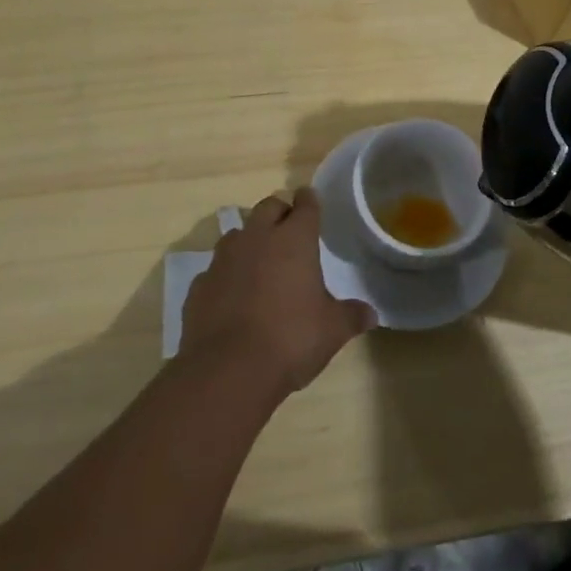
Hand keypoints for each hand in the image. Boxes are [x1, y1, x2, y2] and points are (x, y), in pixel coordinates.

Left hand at [179, 188, 374, 397]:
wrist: (228, 370)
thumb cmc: (290, 339)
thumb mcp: (332, 330)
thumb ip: (351, 316)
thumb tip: (370, 314)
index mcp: (294, 239)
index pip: (305, 205)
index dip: (309, 201)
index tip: (311, 200)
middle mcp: (258, 238)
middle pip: (268, 207)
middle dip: (280, 213)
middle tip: (289, 230)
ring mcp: (224, 259)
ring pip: (238, 234)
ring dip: (250, 241)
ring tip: (260, 263)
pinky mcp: (200, 284)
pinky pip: (216, 269)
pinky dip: (227, 275)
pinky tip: (233, 297)